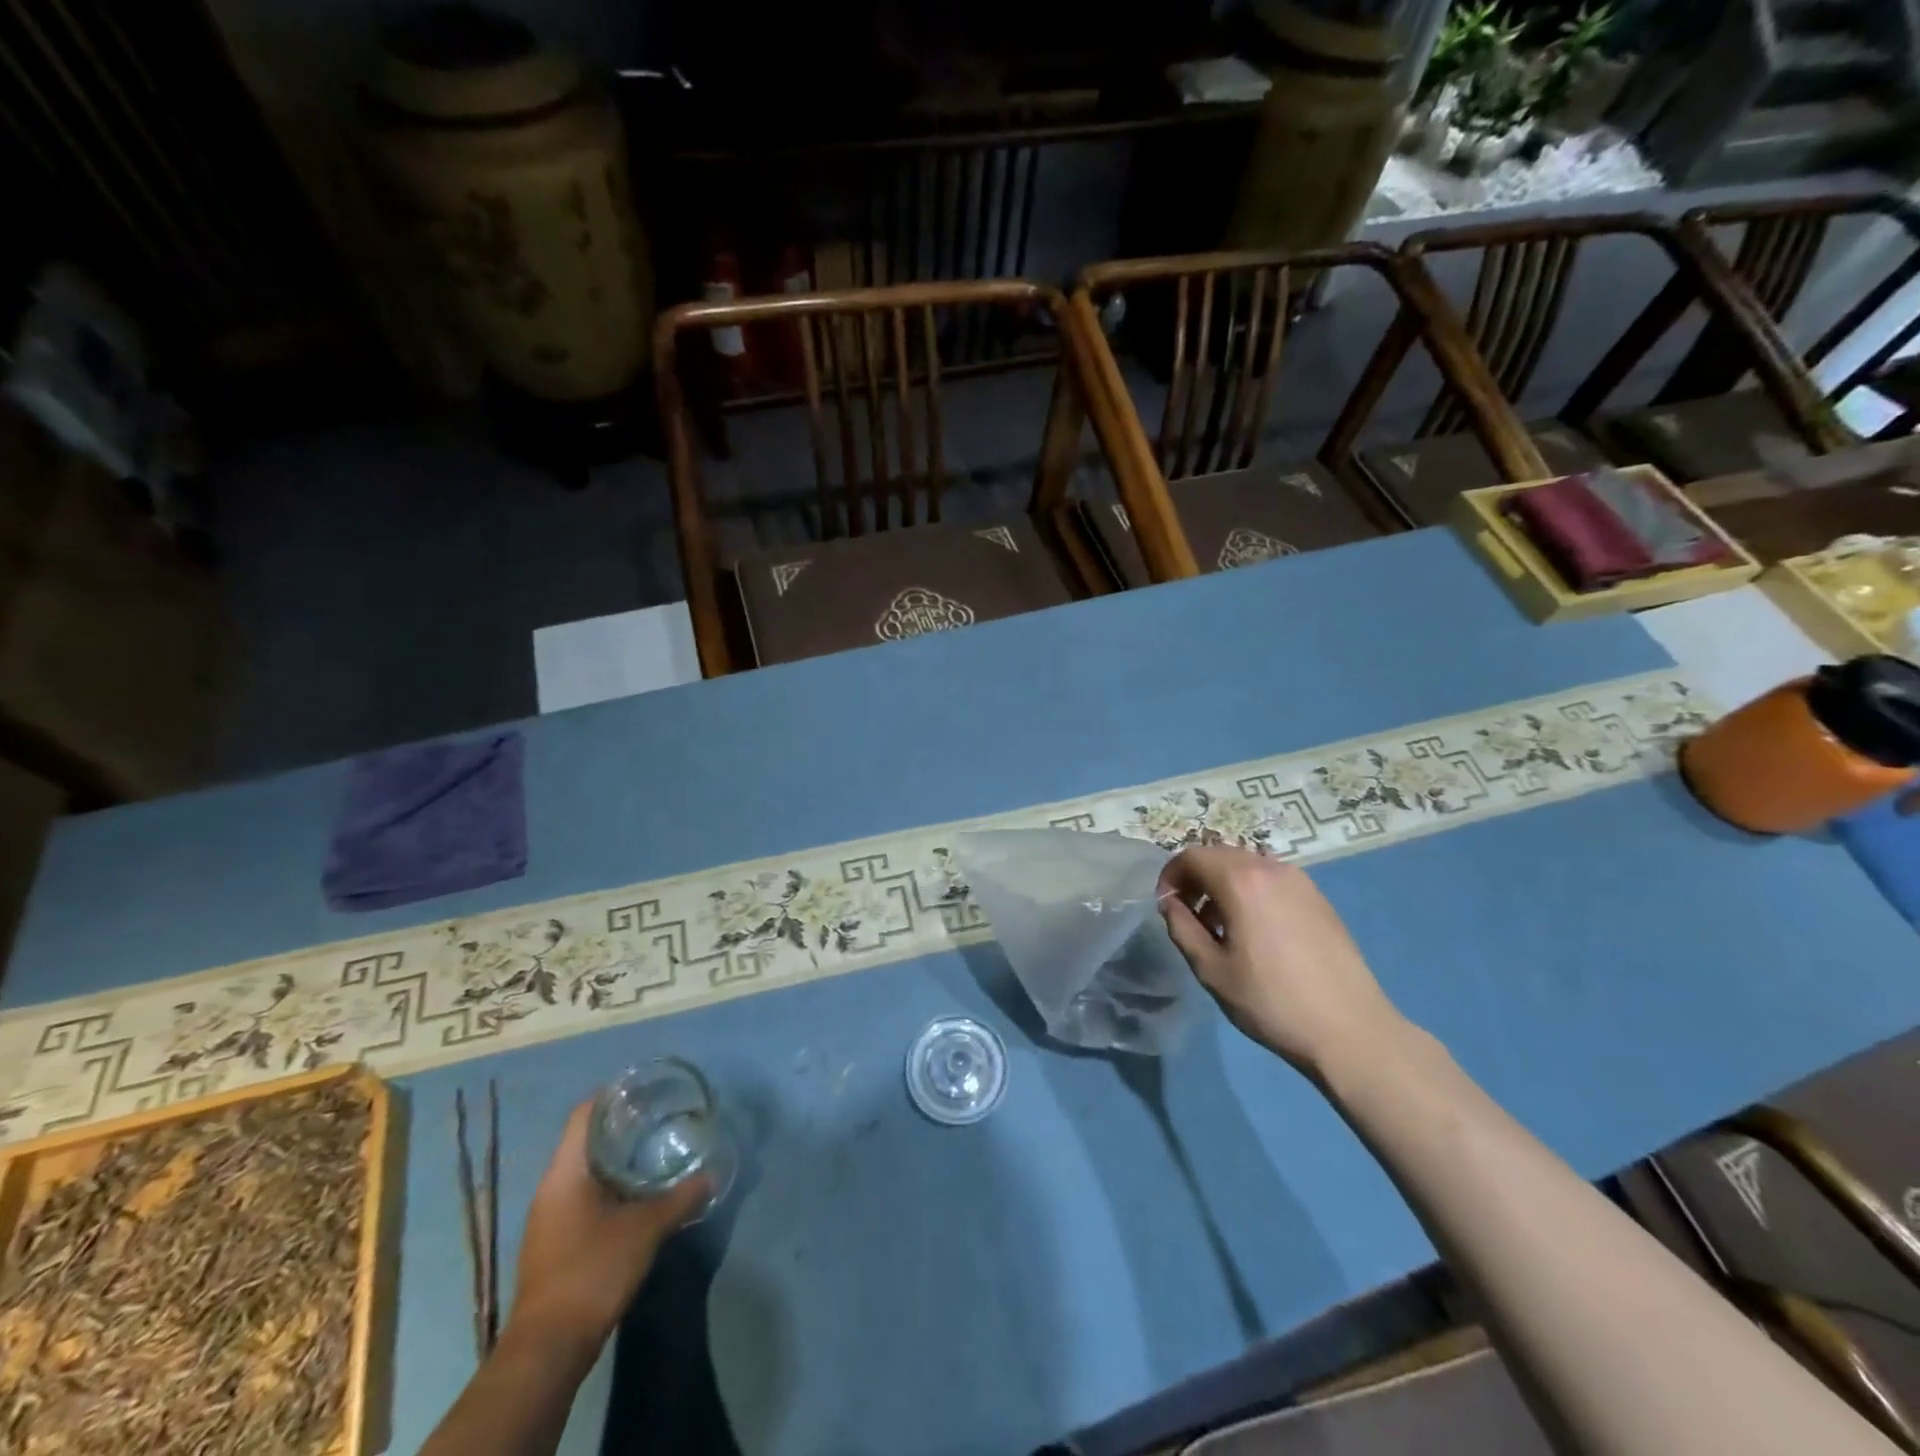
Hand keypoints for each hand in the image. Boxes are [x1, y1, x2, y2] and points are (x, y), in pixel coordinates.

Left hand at [507, 1100, 710, 1358]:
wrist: (548, 1347)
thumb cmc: (593, 1270)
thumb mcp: (646, 1229)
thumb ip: (681, 1198)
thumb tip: (713, 1174)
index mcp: (566, 1171)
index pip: (585, 1113)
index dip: (613, 1094)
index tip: (646, 1089)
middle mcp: (552, 1186)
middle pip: (585, 1138)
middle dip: (621, 1124)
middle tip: (661, 1114)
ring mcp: (550, 1215)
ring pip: (584, 1168)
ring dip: (616, 1156)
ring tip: (655, 1147)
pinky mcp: (555, 1240)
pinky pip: (582, 1194)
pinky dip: (609, 1183)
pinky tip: (637, 1192)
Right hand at [1158, 847, 1402, 1075]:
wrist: (1350, 1030)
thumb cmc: (1271, 1001)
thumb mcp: (1211, 969)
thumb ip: (1182, 927)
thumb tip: (1171, 903)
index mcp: (1241, 881)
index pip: (1191, 856)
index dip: (1171, 876)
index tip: (1167, 906)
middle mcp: (1271, 868)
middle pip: (1220, 855)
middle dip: (1197, 878)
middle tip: (1189, 915)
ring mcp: (1301, 881)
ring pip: (1248, 866)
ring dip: (1224, 884)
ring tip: (1223, 927)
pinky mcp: (1319, 899)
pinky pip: (1273, 880)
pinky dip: (1252, 892)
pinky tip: (1257, 932)